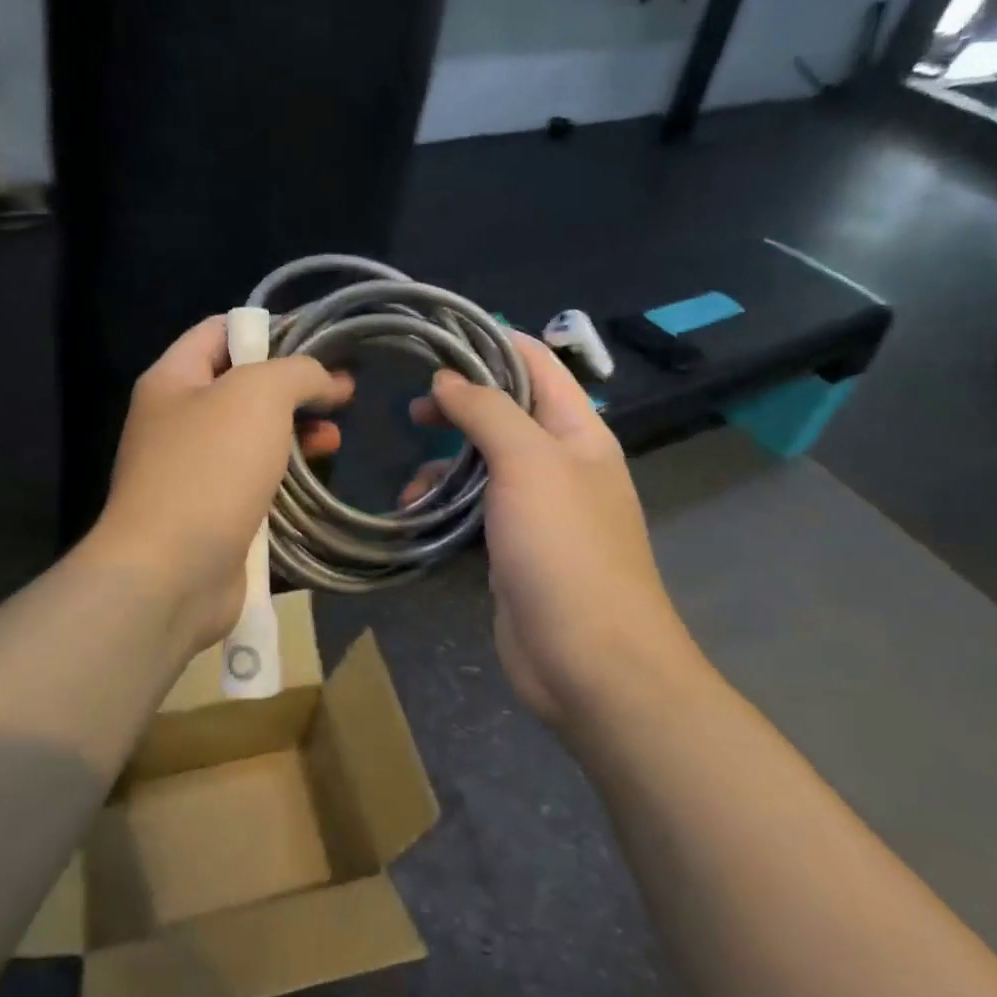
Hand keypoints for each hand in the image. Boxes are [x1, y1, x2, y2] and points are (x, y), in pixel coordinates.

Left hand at [87, 316, 351, 651]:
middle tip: (342, 395)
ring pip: (252, 437)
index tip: (320, 344)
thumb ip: (297, 372)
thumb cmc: (210, 469)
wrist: (171, 573)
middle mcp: (176, 421)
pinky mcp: (212, 513)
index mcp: (173, 379)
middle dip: (293, 387)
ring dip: (296, 432)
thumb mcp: (258, 395)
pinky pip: (253, 480)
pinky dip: (285, 474)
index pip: (220, 330)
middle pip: (241, 386)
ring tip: (336, 437)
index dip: (269, 329)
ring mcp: (192, 471)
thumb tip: (326, 380)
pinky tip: (316, 477)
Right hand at [402, 334, 702, 727]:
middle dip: (460, 407)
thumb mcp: (528, 462)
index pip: (537, 364)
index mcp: (579, 432)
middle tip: (411, 410)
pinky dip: (446, 508)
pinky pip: (476, 512)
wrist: (588, 659)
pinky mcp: (515, 550)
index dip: (491, 342)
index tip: (437, 337)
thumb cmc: (564, 548)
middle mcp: (562, 464)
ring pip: (485, 467)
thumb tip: (449, 379)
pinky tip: (417, 518)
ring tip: (408, 480)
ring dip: (445, 466)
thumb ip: (488, 411)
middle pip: (507, 414)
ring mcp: (539, 511)